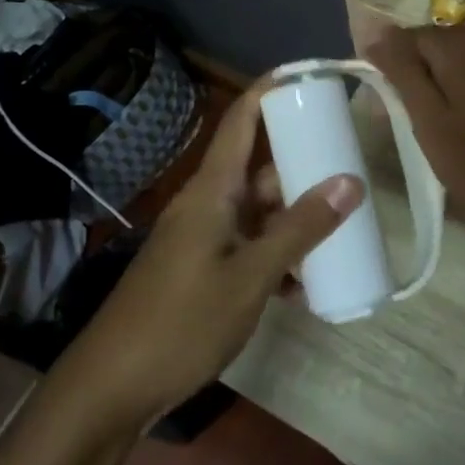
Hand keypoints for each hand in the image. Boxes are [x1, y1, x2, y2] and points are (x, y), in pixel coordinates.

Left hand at [59, 85, 364, 427]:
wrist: (112, 386)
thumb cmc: (182, 321)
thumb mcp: (250, 276)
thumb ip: (300, 229)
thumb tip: (350, 181)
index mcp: (212, 190)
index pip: (243, 120)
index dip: (273, 91)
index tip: (312, 77)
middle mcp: (207, 204)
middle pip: (260, 168)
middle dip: (303, 168)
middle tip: (352, 170)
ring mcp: (202, 239)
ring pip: (258, 213)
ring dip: (294, 221)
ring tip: (342, 231)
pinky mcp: (200, 270)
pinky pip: (247, 247)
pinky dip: (276, 258)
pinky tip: (305, 287)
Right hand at [366, 25, 464, 250]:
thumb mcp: (429, 119)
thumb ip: (401, 70)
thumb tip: (371, 28)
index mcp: (463, 42)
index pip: (405, 38)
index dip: (388, 69)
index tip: (383, 106)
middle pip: (434, 45)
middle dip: (415, 75)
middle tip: (406, 122)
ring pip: (458, 59)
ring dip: (440, 84)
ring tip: (433, 127)